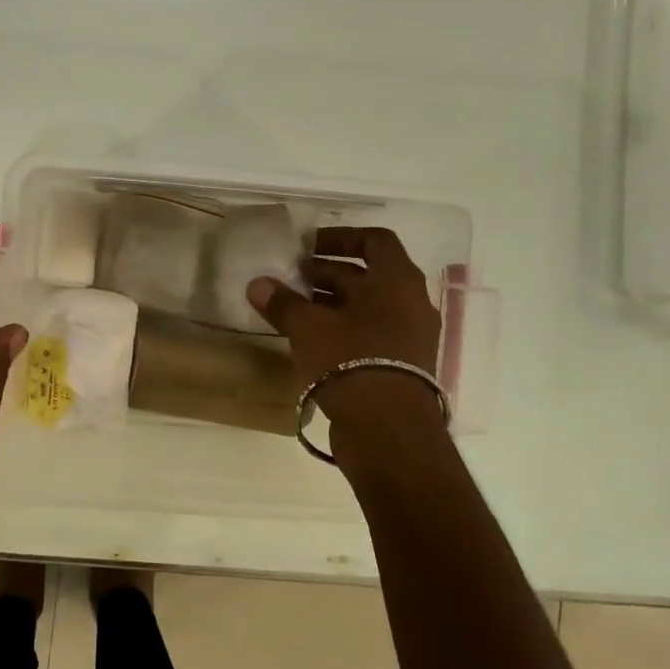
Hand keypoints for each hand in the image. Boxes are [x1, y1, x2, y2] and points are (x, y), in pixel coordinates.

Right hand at [247, 225, 443, 435]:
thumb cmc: (350, 361)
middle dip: (327, 273)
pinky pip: (371, 335)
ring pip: (367, 307)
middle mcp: (411, 303)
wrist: (389, 431)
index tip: (307, 247)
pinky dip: (343, 330)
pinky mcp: (402, 367)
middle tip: (290, 279)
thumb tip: (258, 284)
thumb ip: (283, 302)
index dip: (340, 237)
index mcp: (396, 280)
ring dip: (332, 303)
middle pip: (367, 275)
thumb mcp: (308, 327)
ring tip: (294, 309)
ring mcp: (410, 337)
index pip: (374, 240)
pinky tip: (311, 341)